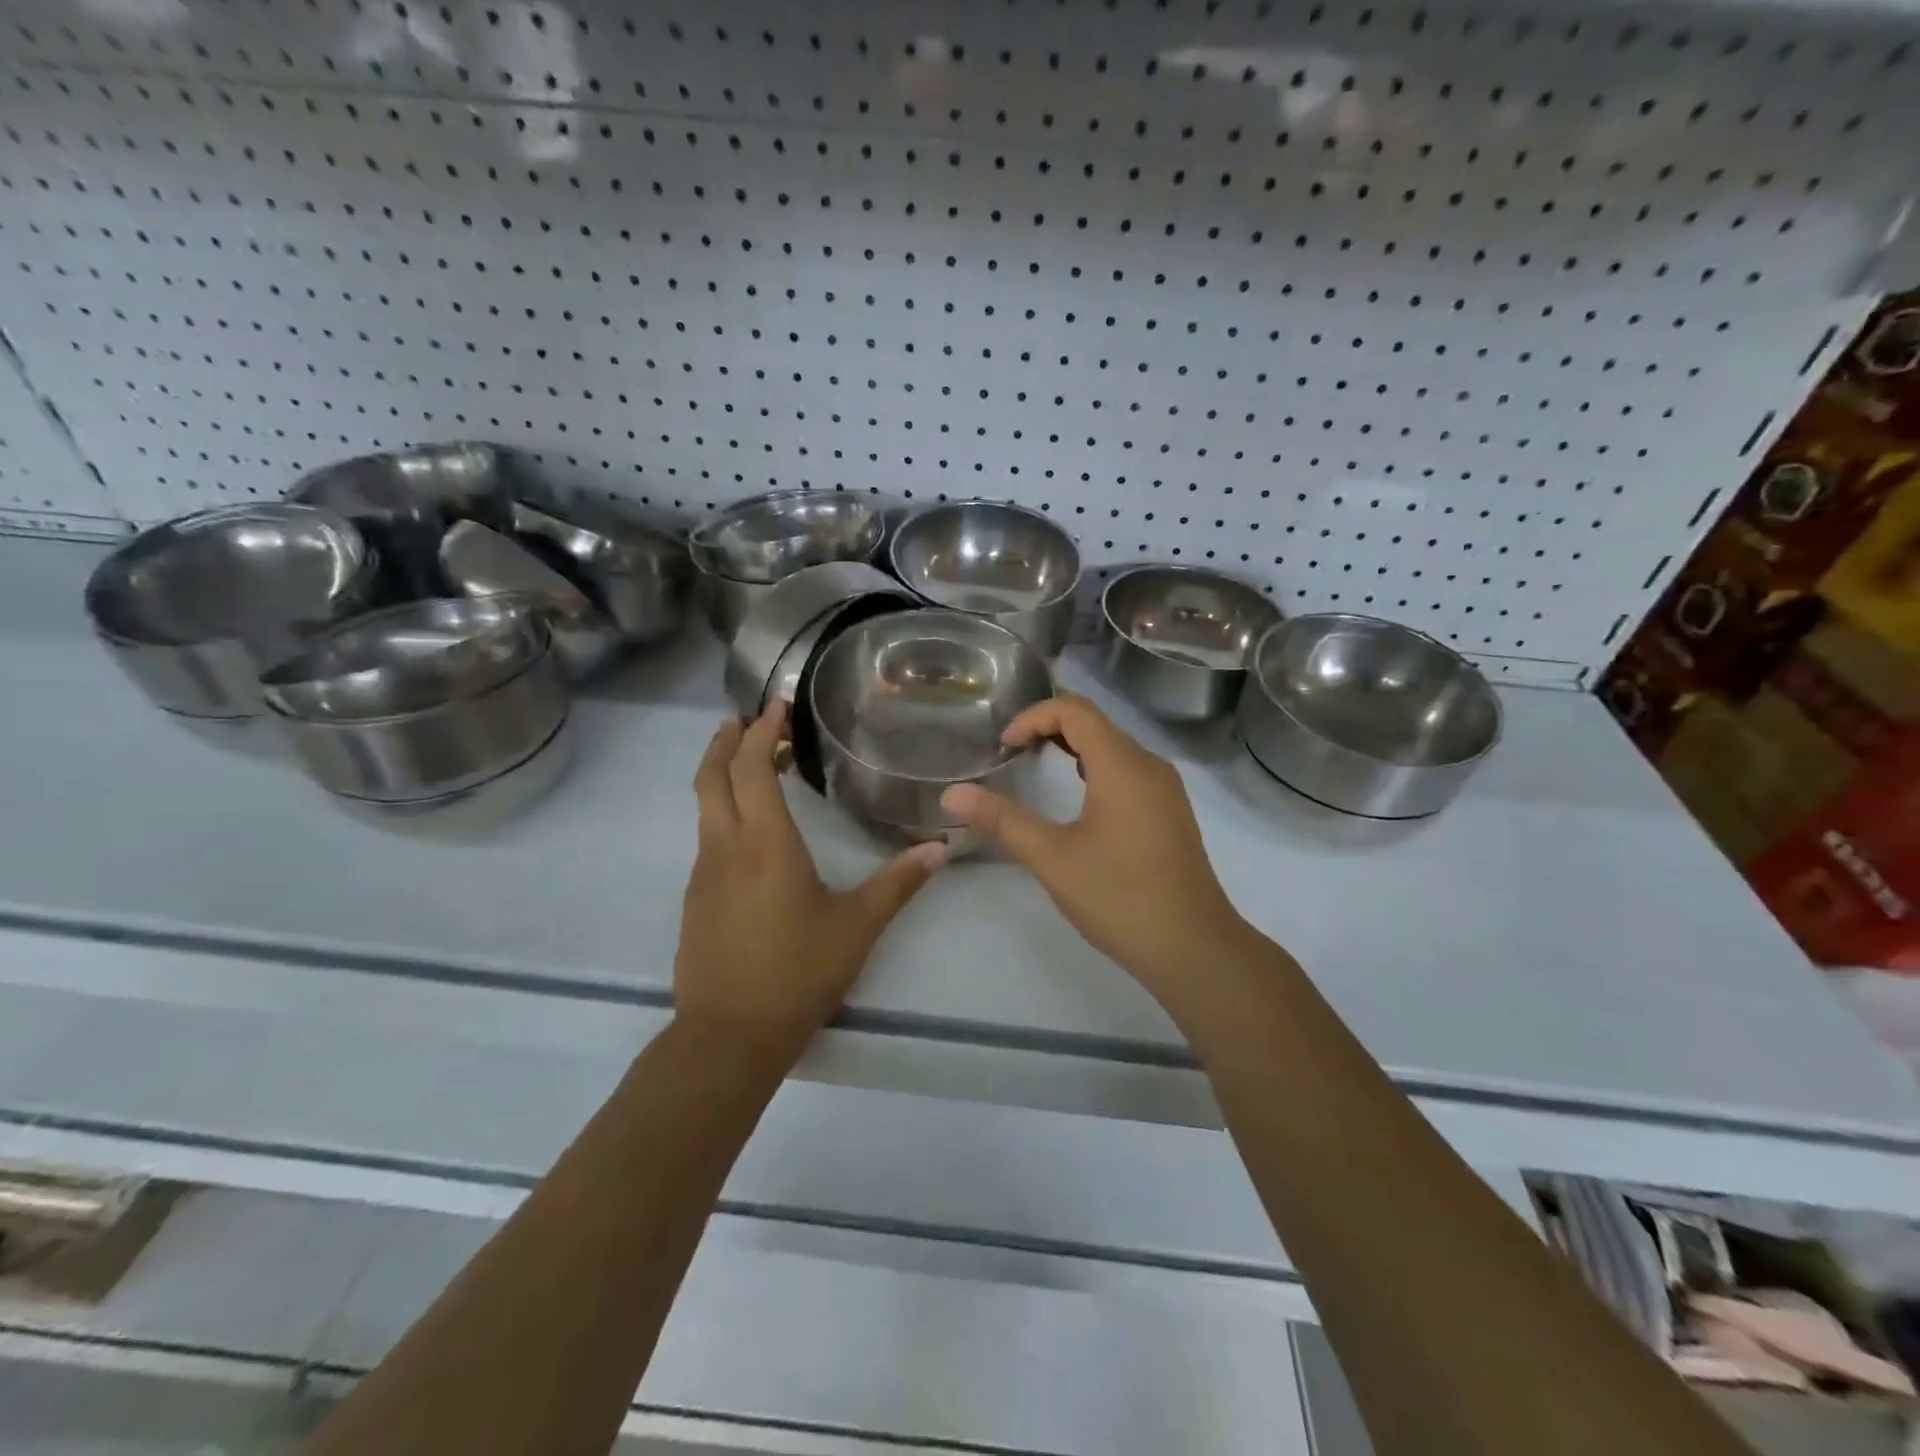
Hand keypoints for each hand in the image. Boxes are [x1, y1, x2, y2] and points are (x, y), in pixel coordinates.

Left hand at [676, 702, 945, 1054]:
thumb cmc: (797, 973)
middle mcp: (725, 848)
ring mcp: (702, 874)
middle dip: (726, 741)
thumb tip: (940, 847)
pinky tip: (749, 832)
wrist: (729, 1036)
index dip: (760, 732)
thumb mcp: (857, 926)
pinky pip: (707, 838)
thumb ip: (899, 882)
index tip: (775, 707)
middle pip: (712, 777)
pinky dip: (722, 812)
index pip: (751, 768)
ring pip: (704, 807)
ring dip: (721, 776)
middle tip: (746, 719)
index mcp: (765, 843)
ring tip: (750, 764)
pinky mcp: (695, 899)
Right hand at [940, 694, 1255, 1012]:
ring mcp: (1165, 789)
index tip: (1004, 747)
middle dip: (1049, 729)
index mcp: (1123, 765)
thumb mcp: (1052, 857)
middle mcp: (1149, 765)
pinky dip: (1094, 769)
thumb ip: (1002, 820)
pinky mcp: (1169, 812)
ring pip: (1113, 747)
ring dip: (1072, 749)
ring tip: (1036, 770)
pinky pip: (1127, 770)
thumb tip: (951, 793)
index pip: (1075, 710)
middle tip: (1012, 755)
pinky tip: (1077, 802)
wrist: (1193, 947)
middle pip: (1095, 723)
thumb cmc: (1120, 897)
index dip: (1033, 716)